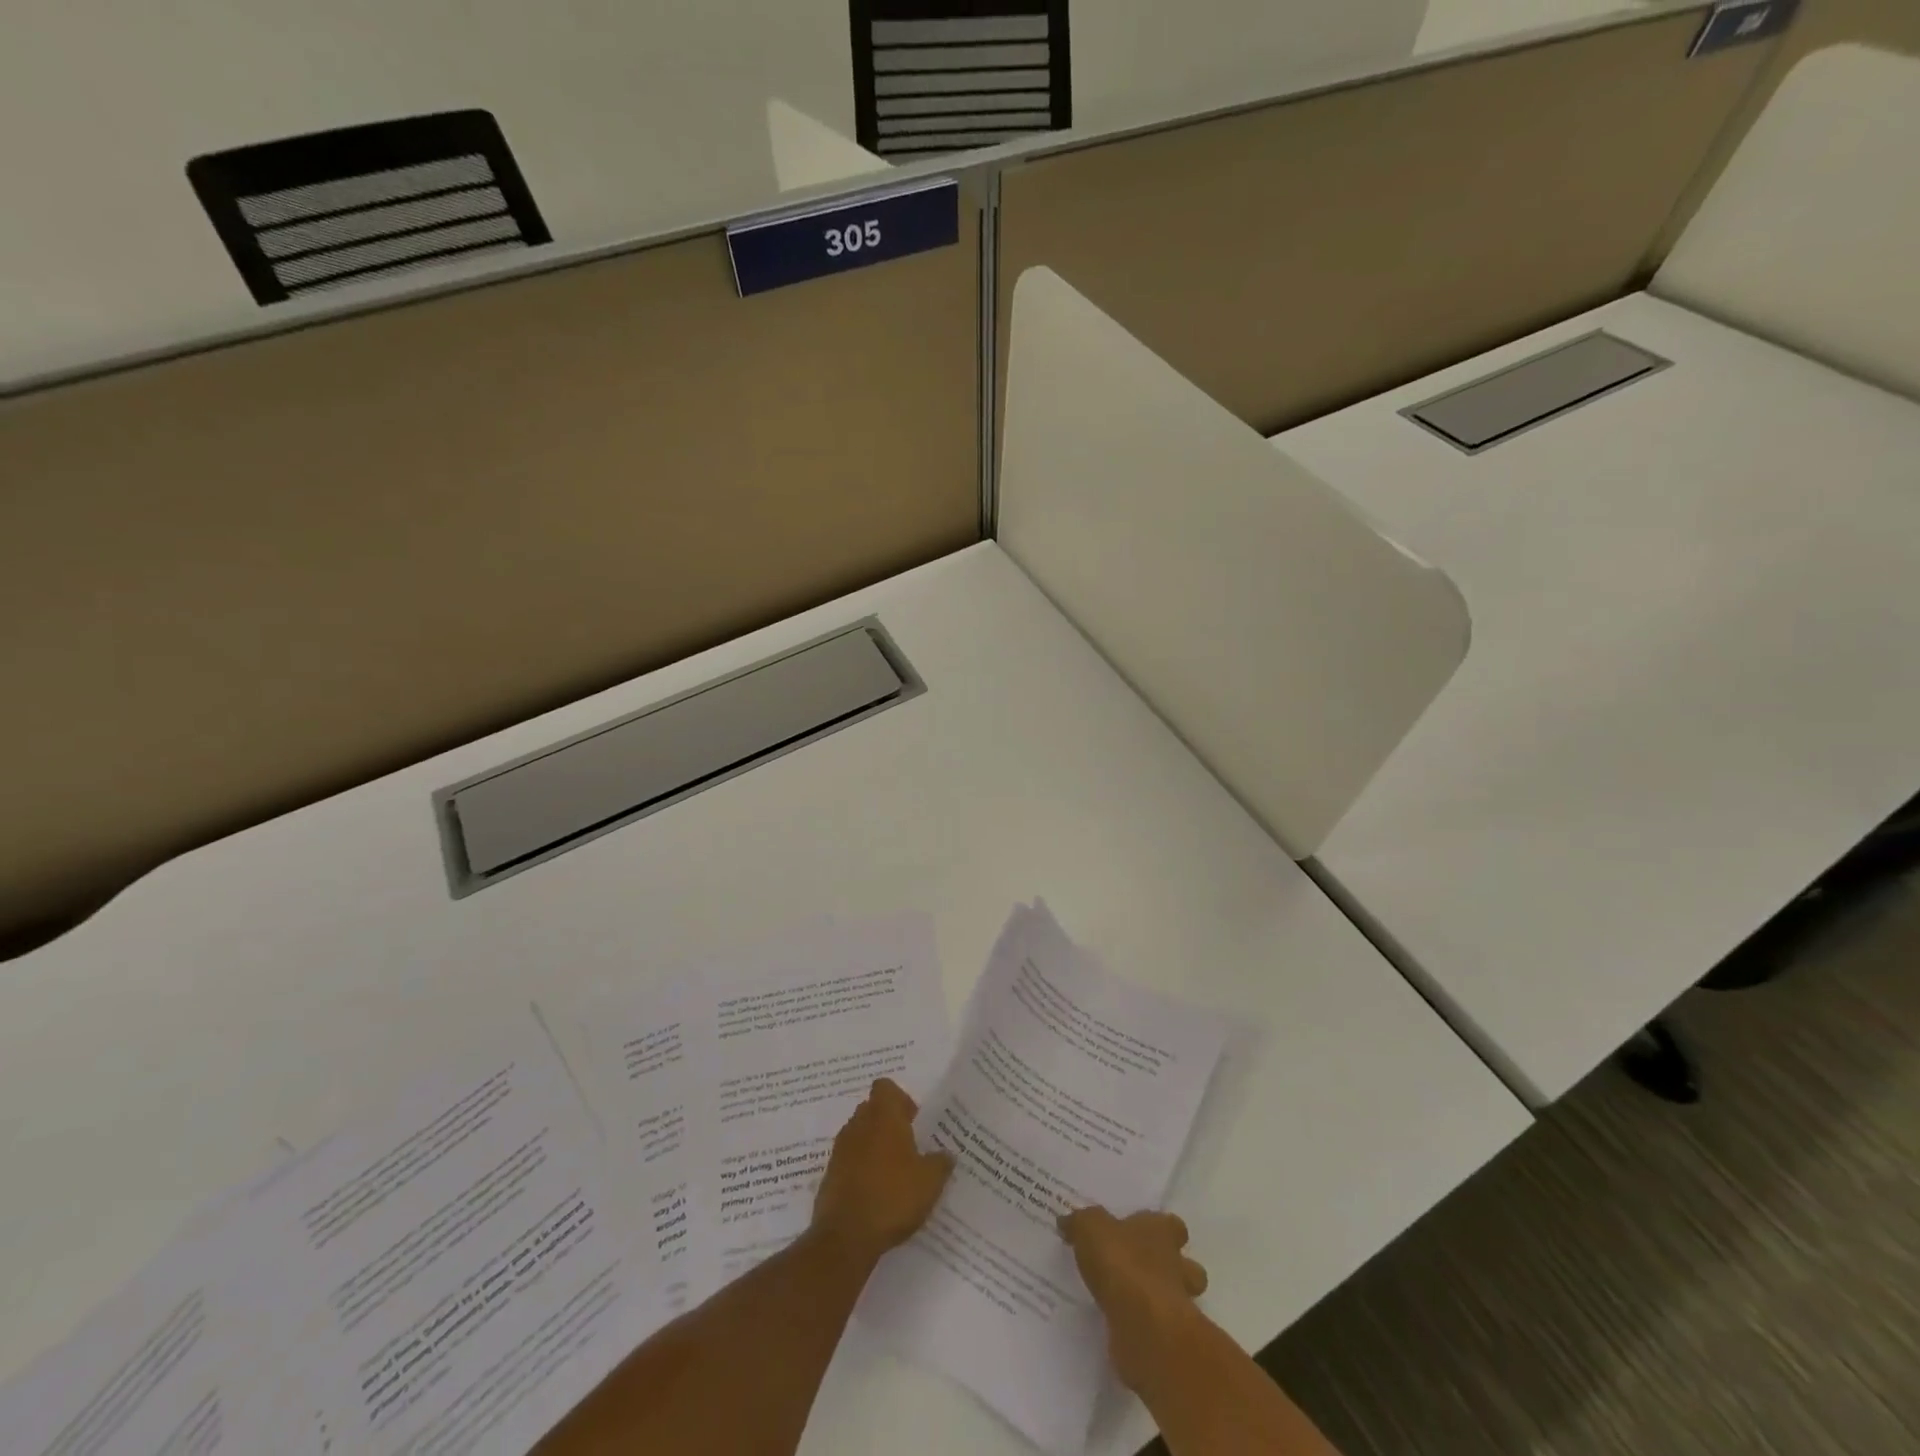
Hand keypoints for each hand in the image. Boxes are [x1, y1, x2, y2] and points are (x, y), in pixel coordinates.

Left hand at [811, 1078, 953, 1265]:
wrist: (845, 1237)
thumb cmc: (892, 1197)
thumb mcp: (930, 1181)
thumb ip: (941, 1162)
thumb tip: (946, 1154)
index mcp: (883, 1116)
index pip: (885, 1088)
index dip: (900, 1099)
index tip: (914, 1121)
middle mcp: (858, 1125)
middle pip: (872, 1110)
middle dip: (888, 1123)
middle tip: (909, 1147)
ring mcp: (840, 1150)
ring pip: (860, 1135)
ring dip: (874, 1147)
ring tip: (894, 1173)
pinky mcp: (830, 1175)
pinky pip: (849, 1161)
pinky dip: (861, 1169)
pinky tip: (877, 1193)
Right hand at [1059, 1206, 1208, 1390]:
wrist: (1142, 1326)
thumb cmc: (1121, 1264)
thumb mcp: (1089, 1228)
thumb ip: (1079, 1223)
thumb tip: (1066, 1222)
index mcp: (1162, 1233)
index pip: (1172, 1225)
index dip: (1160, 1228)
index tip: (1140, 1234)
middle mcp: (1176, 1265)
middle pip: (1185, 1265)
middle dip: (1170, 1268)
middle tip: (1140, 1270)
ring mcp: (1177, 1305)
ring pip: (1178, 1299)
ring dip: (1160, 1299)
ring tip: (1129, 1301)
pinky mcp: (1167, 1338)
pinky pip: (1158, 1329)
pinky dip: (1145, 1328)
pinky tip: (1121, 1327)